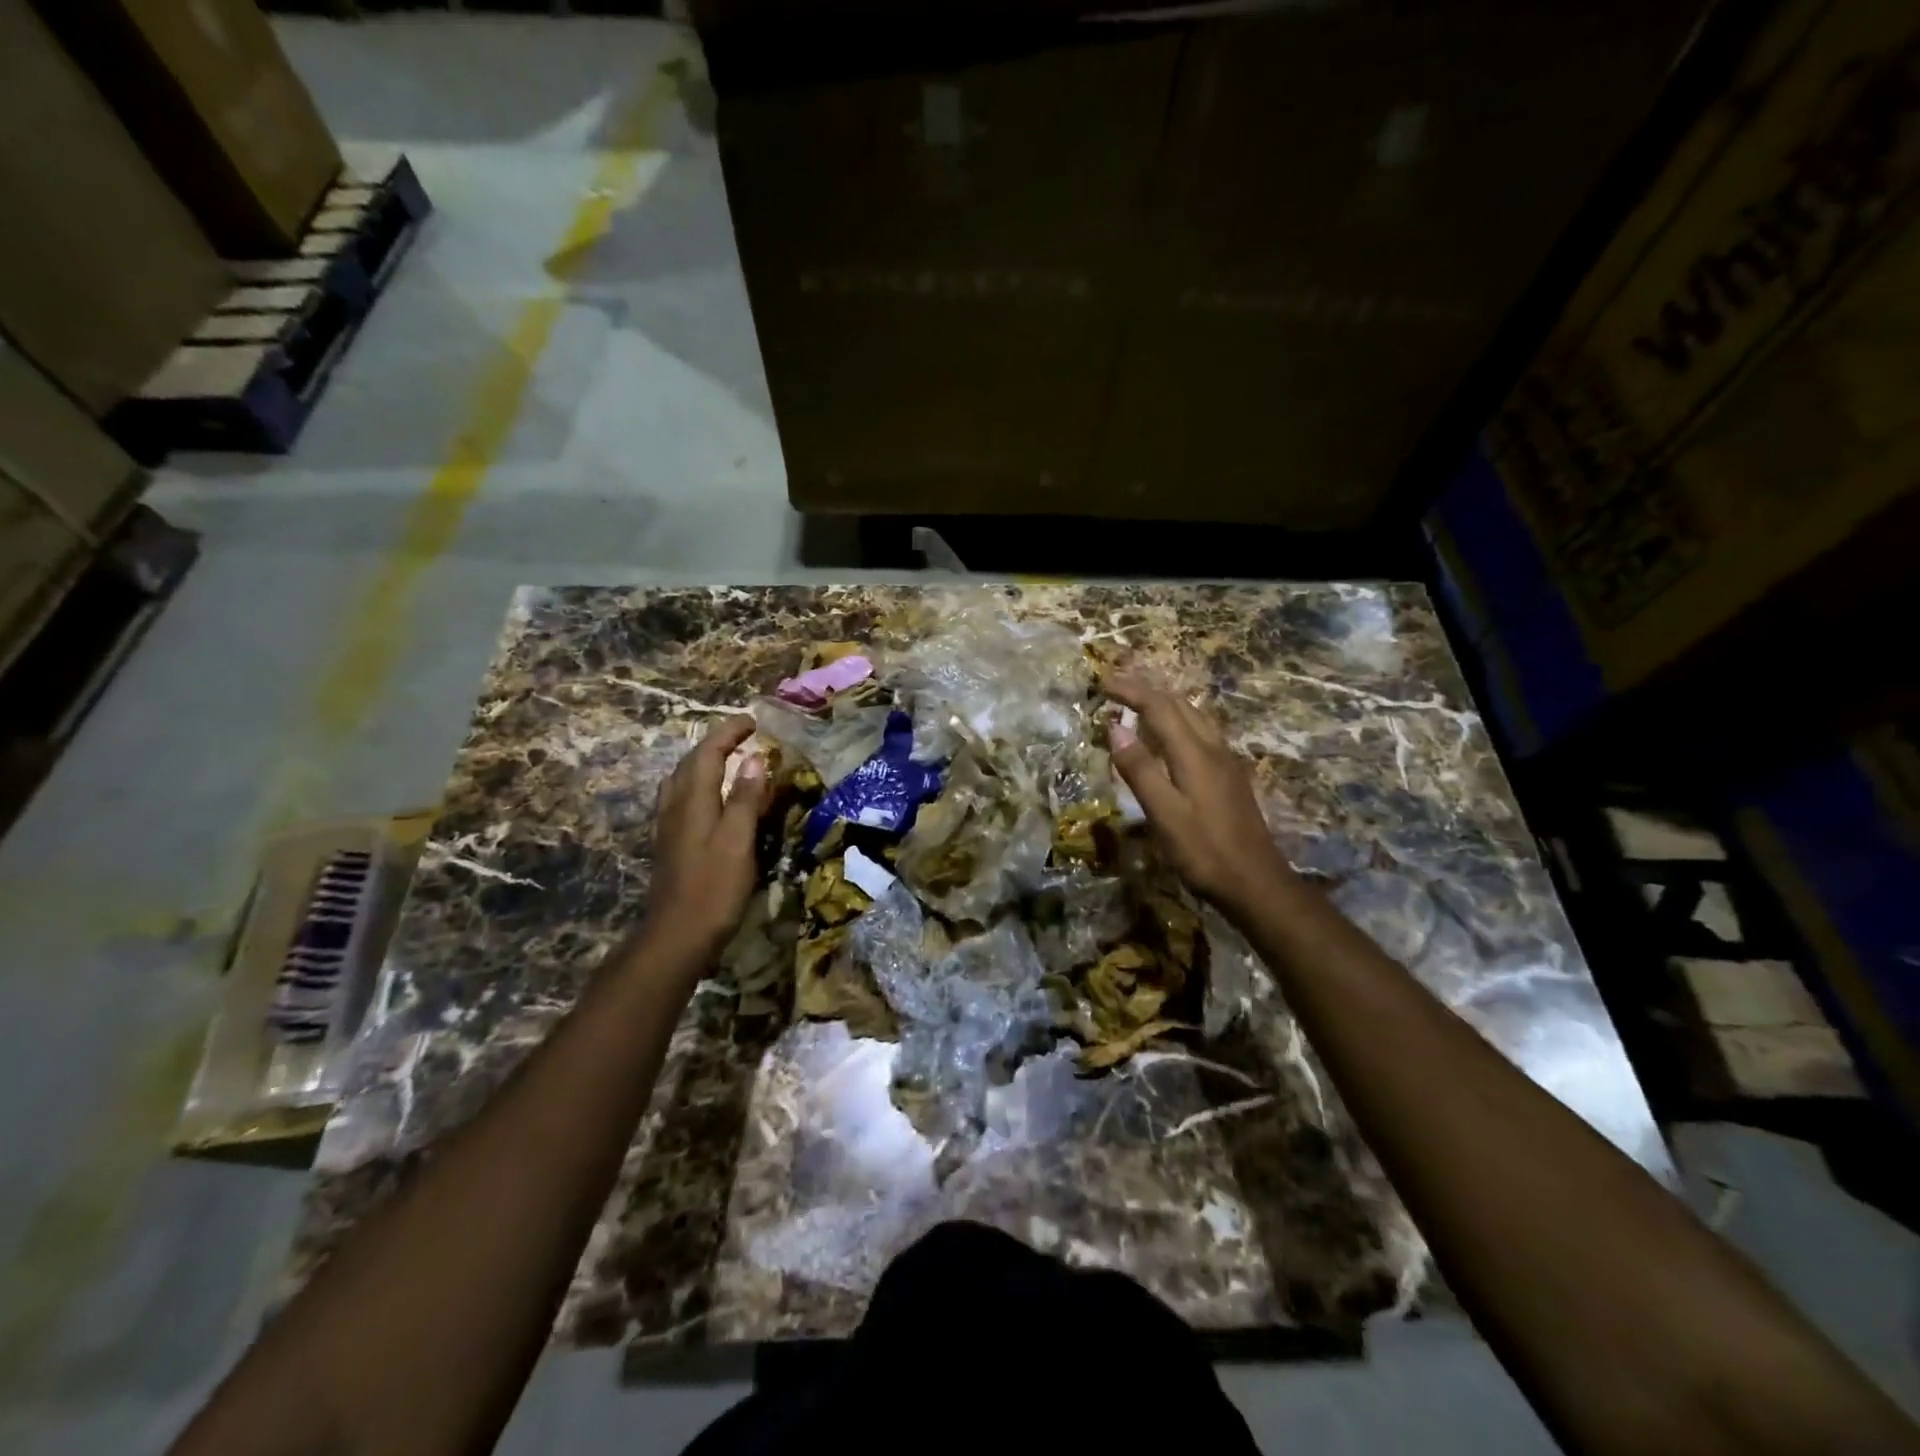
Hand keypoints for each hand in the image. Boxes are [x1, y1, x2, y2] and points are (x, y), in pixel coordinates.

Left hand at [641, 714, 770, 965]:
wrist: (677, 935)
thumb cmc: (714, 888)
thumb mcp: (738, 841)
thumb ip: (745, 798)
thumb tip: (754, 759)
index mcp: (693, 800)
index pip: (707, 752)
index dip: (728, 732)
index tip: (753, 721)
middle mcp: (675, 805)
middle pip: (690, 761)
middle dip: (716, 742)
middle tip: (744, 736)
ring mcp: (668, 825)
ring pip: (682, 779)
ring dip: (704, 761)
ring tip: (728, 760)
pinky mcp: (670, 842)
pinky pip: (681, 797)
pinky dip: (698, 783)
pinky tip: (710, 797)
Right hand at [1104, 673, 1295, 915]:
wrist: (1256, 883)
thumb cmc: (1204, 851)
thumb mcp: (1164, 813)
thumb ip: (1139, 769)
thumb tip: (1115, 727)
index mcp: (1194, 753)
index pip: (1158, 706)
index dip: (1130, 691)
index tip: (1103, 682)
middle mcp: (1213, 748)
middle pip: (1179, 704)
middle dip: (1147, 689)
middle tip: (1116, 686)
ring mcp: (1226, 761)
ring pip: (1195, 716)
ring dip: (1165, 702)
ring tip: (1140, 702)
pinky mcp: (1230, 777)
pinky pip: (1202, 732)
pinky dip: (1179, 721)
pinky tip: (1172, 736)